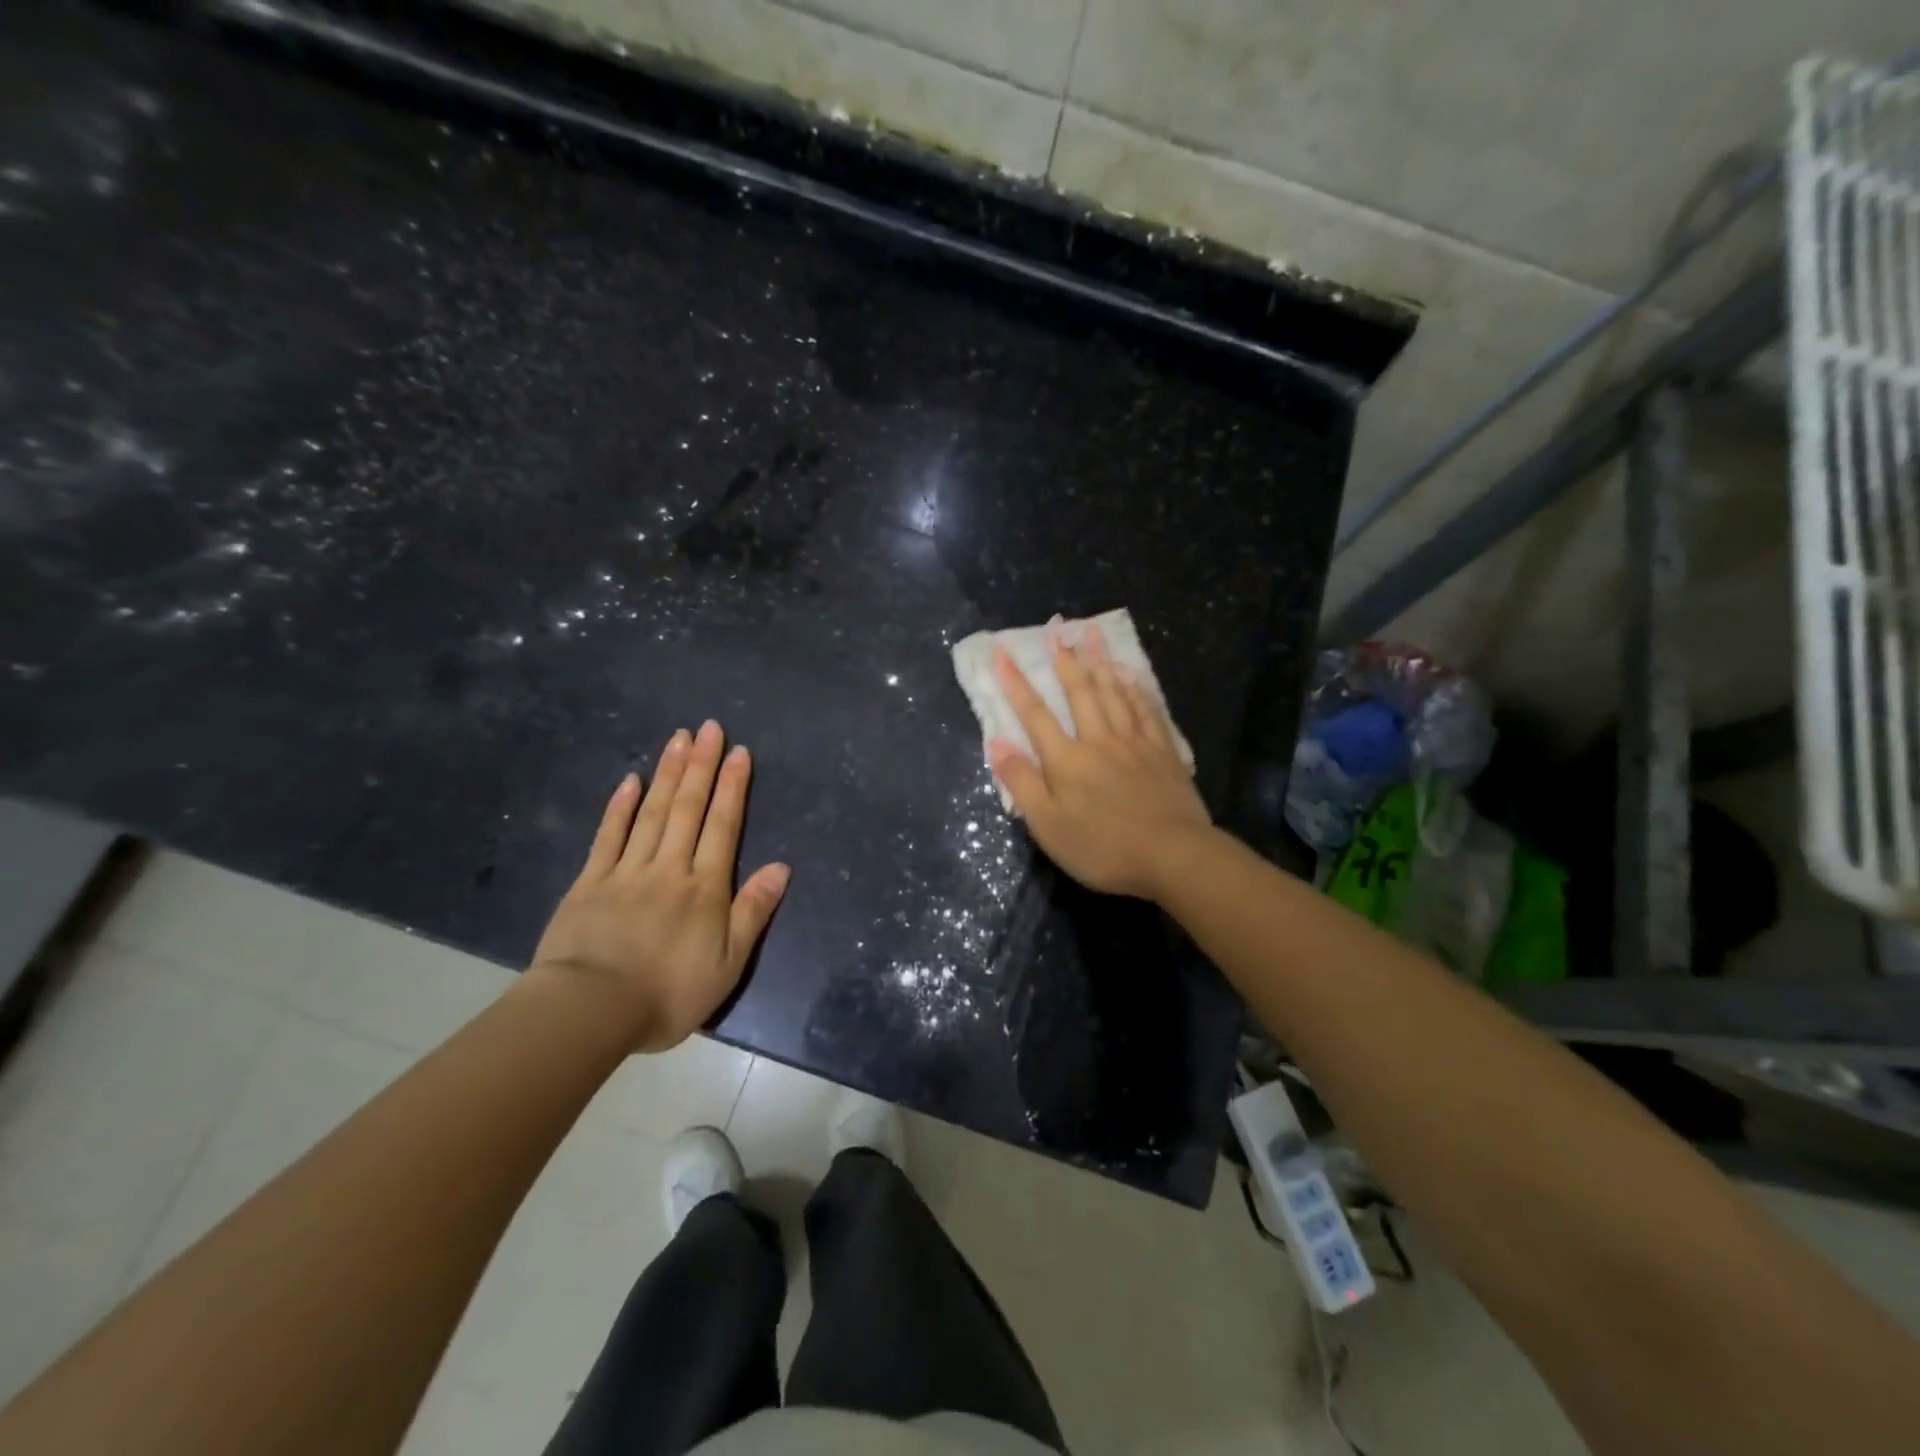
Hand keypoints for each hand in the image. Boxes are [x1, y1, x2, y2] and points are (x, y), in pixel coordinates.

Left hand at [529, 722, 790, 1051]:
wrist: (590, 1012)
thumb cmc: (668, 994)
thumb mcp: (728, 964)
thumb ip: (753, 912)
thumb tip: (782, 867)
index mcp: (705, 887)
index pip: (723, 826)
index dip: (733, 786)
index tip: (739, 752)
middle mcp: (669, 867)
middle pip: (688, 808)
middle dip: (702, 765)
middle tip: (709, 728)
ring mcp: (626, 871)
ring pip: (652, 812)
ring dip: (667, 773)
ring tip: (678, 738)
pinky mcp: (590, 883)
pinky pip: (608, 836)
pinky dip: (619, 806)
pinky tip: (630, 780)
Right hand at [989, 626, 1213, 900]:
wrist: (1172, 856)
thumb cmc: (1102, 847)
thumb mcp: (1048, 825)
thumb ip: (1022, 782)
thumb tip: (996, 743)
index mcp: (1067, 759)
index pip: (1035, 714)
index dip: (1016, 683)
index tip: (1002, 653)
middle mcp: (1099, 740)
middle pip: (1080, 692)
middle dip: (1064, 659)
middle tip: (1057, 627)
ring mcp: (1135, 743)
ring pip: (1115, 693)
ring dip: (1100, 662)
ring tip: (1091, 635)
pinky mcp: (1163, 752)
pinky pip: (1147, 710)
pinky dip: (1136, 689)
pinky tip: (1132, 675)